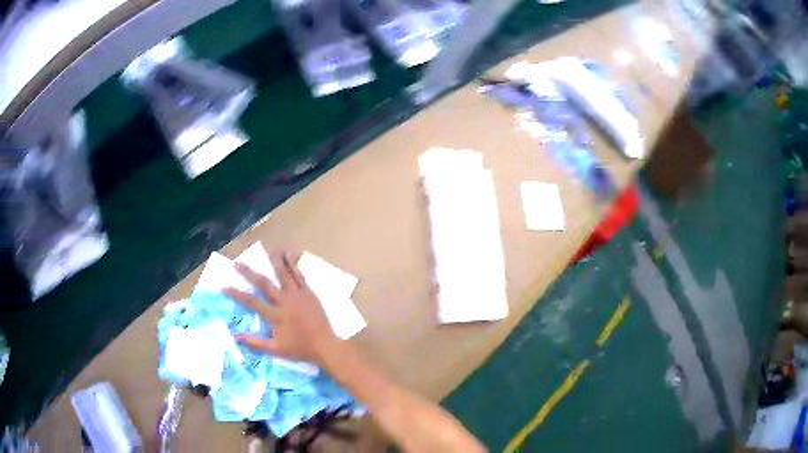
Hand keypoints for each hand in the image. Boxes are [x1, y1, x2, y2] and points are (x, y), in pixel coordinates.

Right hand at [223, 251, 338, 363]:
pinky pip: (299, 275)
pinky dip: (293, 264)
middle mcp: (284, 302)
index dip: (236, 294)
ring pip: (283, 274)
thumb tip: (236, 336)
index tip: (224, 286)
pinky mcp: (308, 293)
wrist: (325, 346)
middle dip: (249, 273)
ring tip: (267, 250)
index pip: (251, 302)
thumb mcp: (276, 350)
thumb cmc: (300, 349)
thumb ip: (256, 343)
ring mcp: (297, 295)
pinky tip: (288, 254)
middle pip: (264, 284)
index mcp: (275, 316)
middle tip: (237, 263)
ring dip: (274, 261)